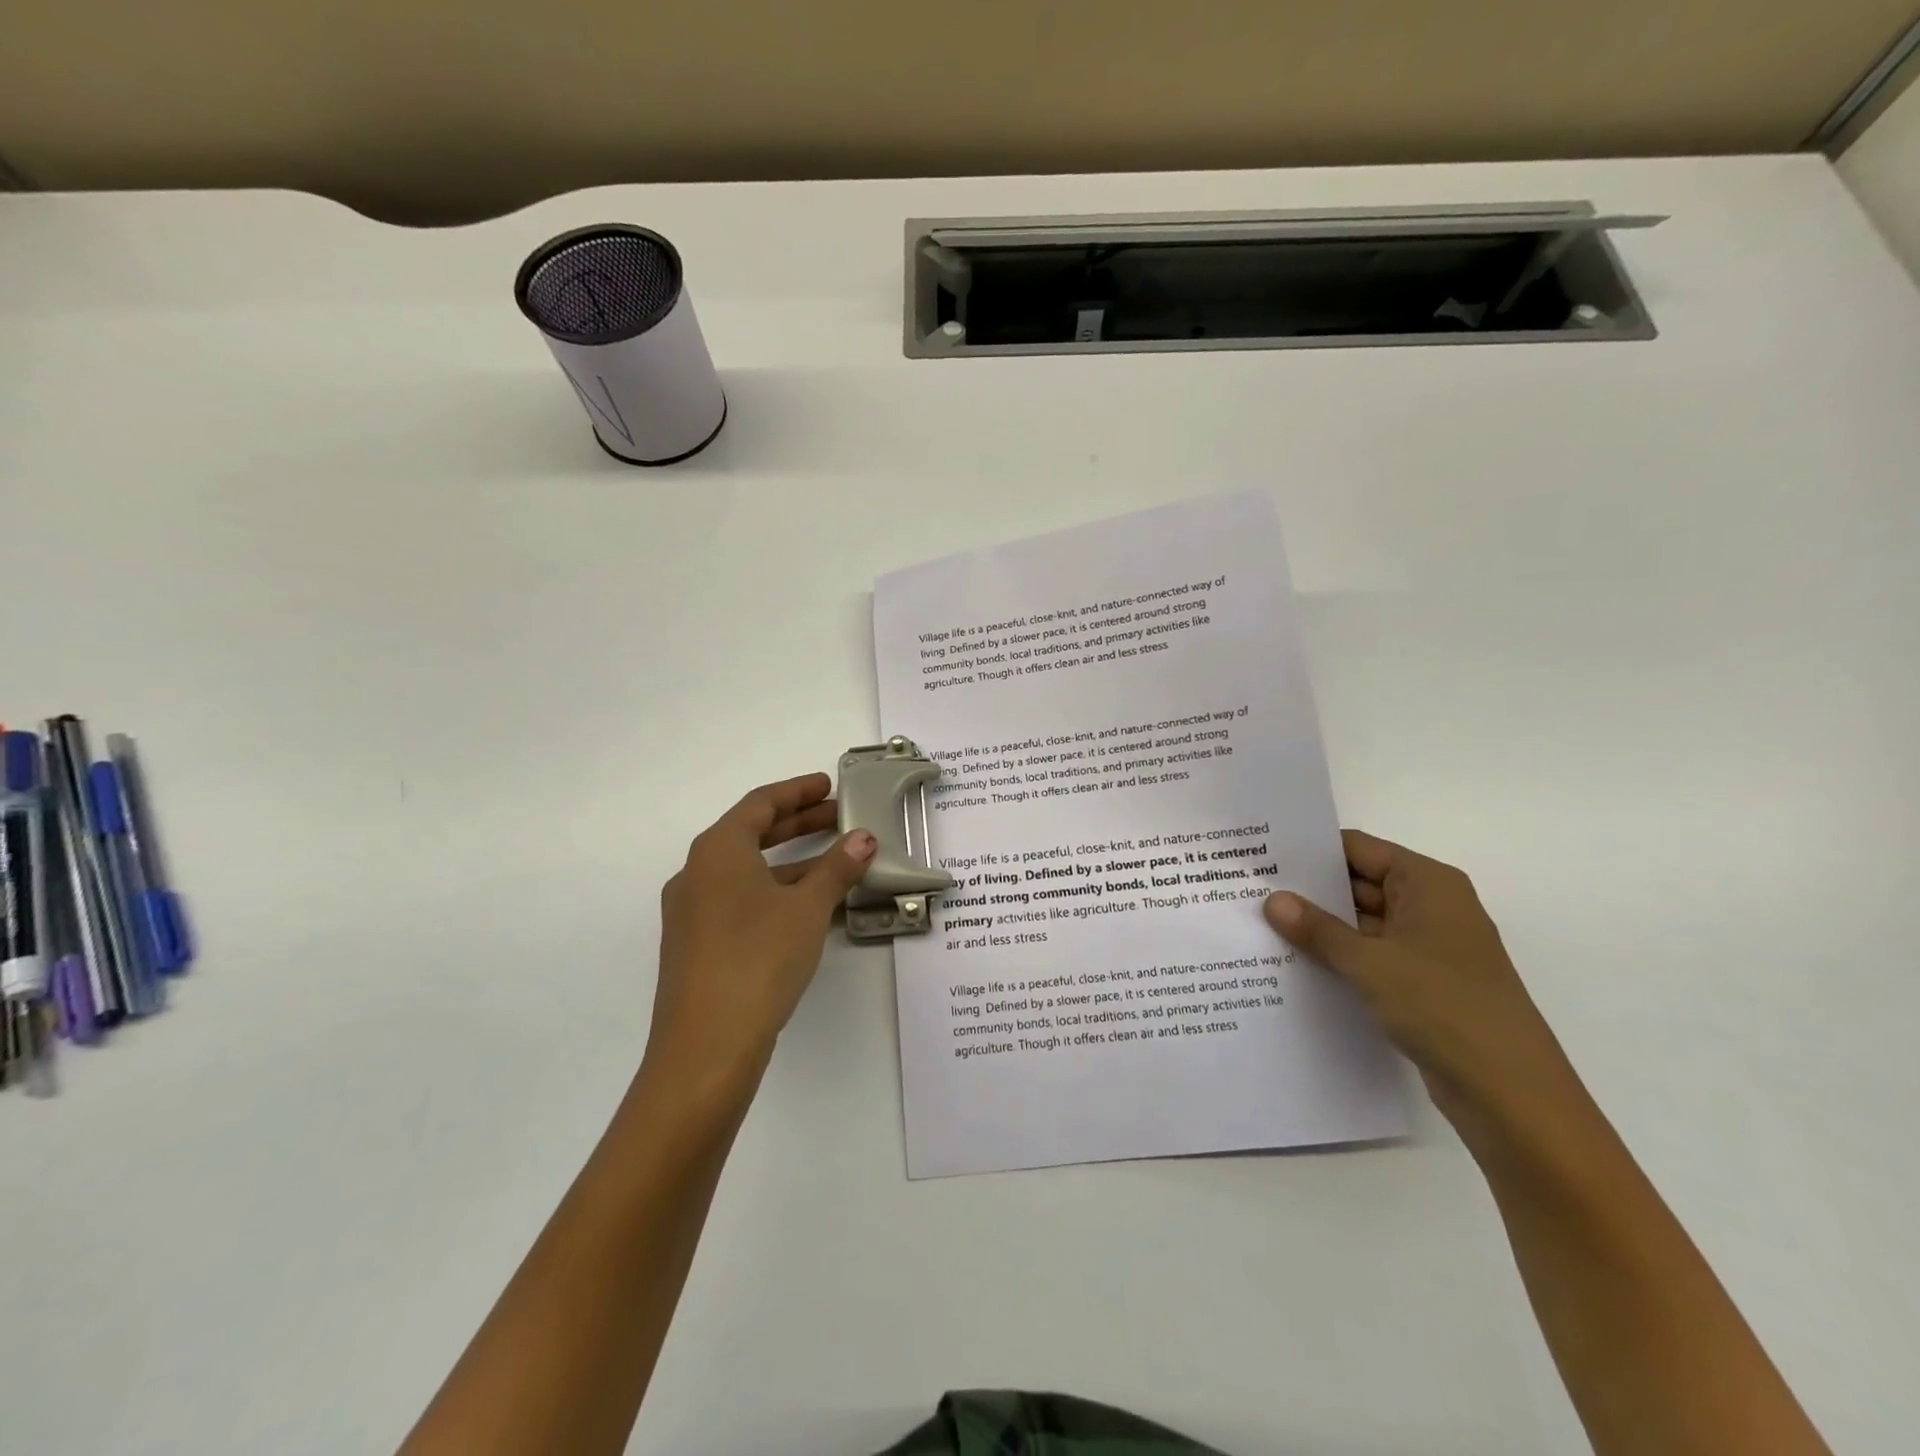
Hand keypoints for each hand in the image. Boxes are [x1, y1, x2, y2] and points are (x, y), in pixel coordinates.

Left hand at [648, 773, 876, 1090]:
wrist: (706, 1047)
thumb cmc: (758, 959)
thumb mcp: (807, 908)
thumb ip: (837, 868)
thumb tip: (863, 839)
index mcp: (717, 851)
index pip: (760, 803)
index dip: (797, 791)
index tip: (828, 785)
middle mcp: (697, 873)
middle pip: (751, 834)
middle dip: (797, 823)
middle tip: (838, 817)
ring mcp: (693, 912)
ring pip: (747, 871)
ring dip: (790, 861)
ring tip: (835, 862)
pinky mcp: (697, 945)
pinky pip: (741, 901)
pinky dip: (775, 892)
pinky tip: (810, 908)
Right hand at [1264, 831, 1584, 1149]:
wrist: (1511, 1095)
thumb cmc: (1443, 1006)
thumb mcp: (1369, 962)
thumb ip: (1317, 929)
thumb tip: (1273, 899)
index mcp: (1428, 884)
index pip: (1359, 849)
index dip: (1311, 851)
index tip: (1262, 855)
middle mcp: (1431, 907)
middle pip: (1359, 884)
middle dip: (1310, 891)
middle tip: (1250, 891)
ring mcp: (1429, 948)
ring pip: (1363, 923)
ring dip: (1322, 928)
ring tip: (1262, 926)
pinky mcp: (1424, 984)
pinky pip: (1372, 957)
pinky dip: (1339, 958)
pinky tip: (1295, 964)